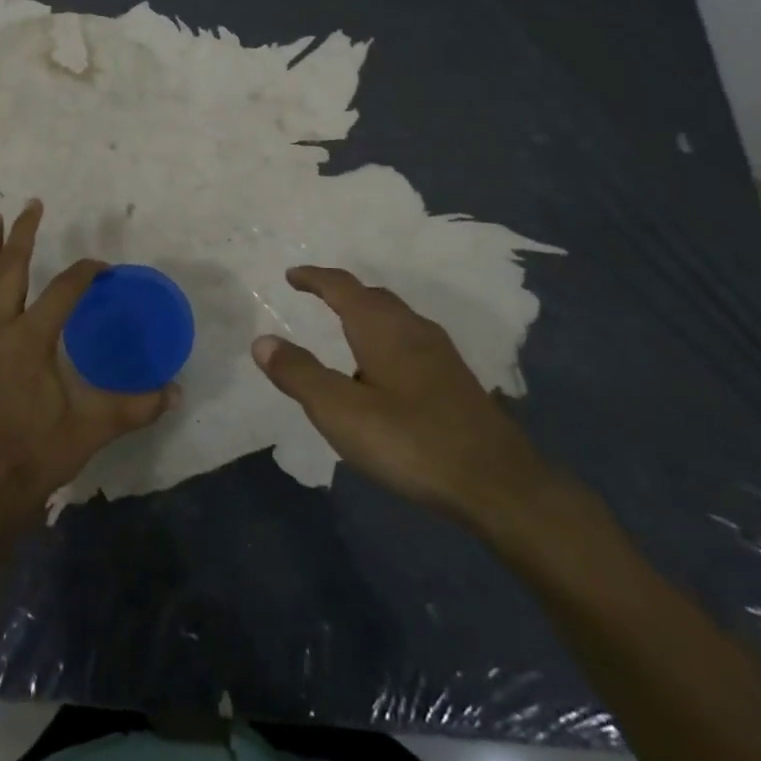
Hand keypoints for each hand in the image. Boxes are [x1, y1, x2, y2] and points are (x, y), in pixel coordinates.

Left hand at [0, 200, 173, 522]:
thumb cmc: (43, 451)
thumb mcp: (95, 427)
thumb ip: (138, 406)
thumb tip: (177, 391)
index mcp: (31, 340)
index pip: (62, 289)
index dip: (85, 272)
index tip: (105, 269)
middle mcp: (2, 331)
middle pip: (11, 270)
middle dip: (23, 234)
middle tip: (33, 204)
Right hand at [252, 266, 548, 525]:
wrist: (498, 484)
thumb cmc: (410, 441)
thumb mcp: (340, 411)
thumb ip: (298, 374)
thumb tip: (262, 340)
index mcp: (382, 328)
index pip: (342, 287)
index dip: (315, 278)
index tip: (291, 275)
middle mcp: (413, 330)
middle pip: (373, 297)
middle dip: (342, 293)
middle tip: (316, 297)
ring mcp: (441, 355)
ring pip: (396, 319)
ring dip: (367, 315)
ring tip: (345, 334)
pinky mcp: (456, 381)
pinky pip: (411, 342)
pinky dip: (386, 340)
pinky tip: (384, 374)